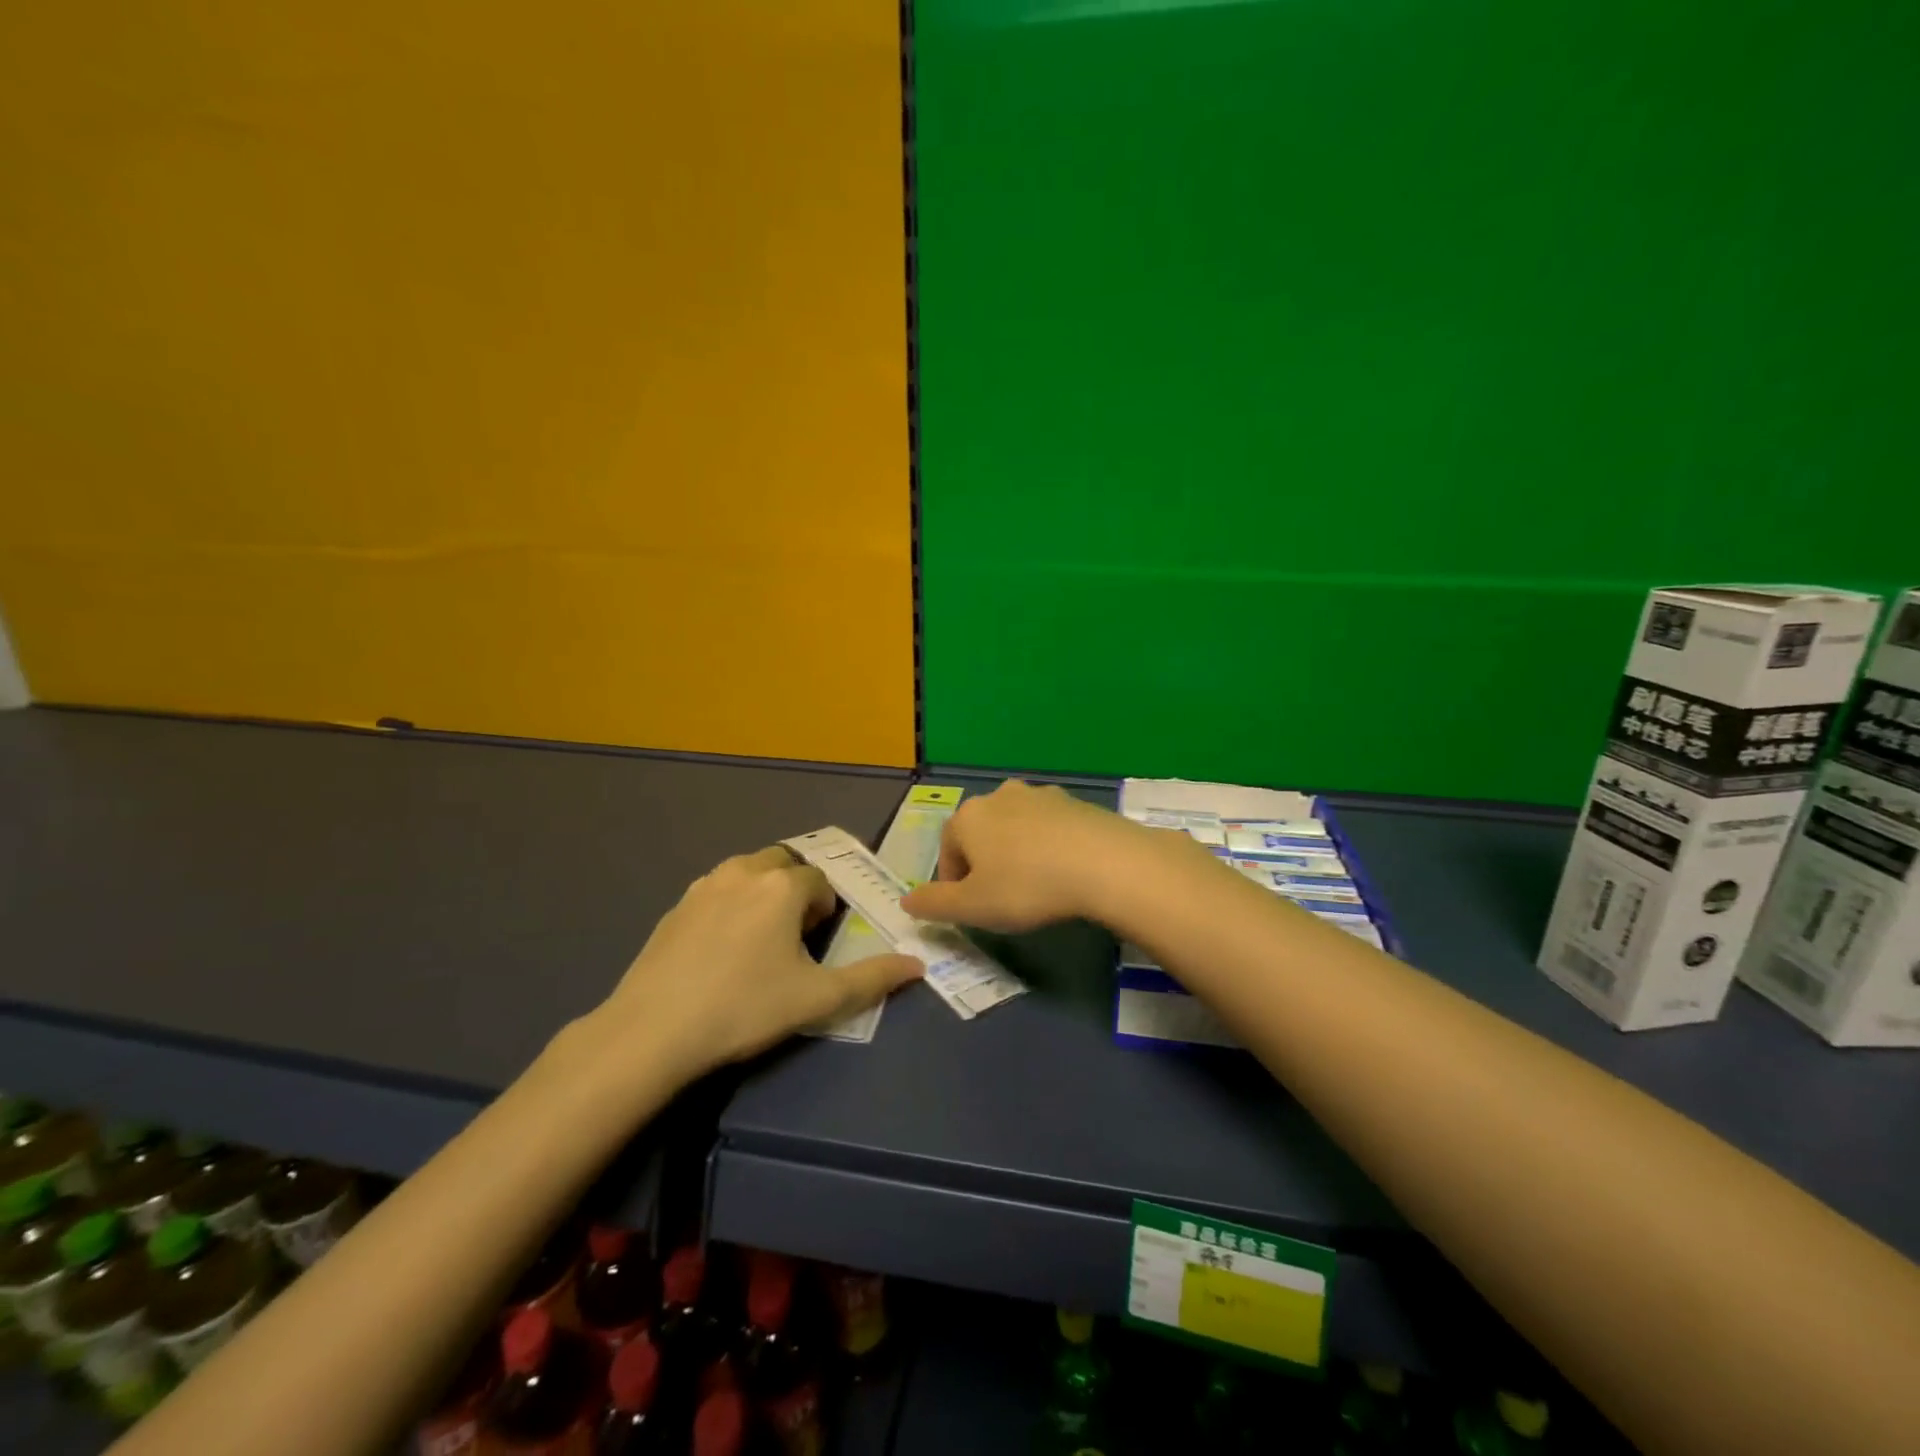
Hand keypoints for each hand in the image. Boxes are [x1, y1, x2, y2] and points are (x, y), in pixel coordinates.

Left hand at [587, 846, 920, 1080]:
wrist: (651, 1032)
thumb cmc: (744, 1009)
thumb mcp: (816, 999)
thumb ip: (872, 979)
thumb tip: (918, 966)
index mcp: (781, 885)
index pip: (820, 882)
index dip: (826, 911)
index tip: (816, 947)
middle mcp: (743, 871)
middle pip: (784, 864)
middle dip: (796, 891)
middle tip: (793, 938)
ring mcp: (703, 885)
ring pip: (748, 873)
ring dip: (763, 893)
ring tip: (759, 942)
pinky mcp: (675, 906)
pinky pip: (717, 891)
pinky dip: (730, 906)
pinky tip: (720, 951)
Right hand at [900, 781, 1187, 932]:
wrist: (1103, 863)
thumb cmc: (1026, 886)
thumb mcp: (973, 907)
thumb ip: (934, 904)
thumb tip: (906, 900)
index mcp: (968, 817)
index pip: (947, 850)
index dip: (953, 883)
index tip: (971, 909)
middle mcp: (999, 796)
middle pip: (980, 833)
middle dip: (985, 863)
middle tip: (1002, 898)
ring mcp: (1040, 794)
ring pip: (1016, 827)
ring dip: (1017, 852)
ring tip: (1036, 885)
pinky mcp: (1075, 802)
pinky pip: (1050, 827)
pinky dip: (1048, 846)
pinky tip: (1064, 871)